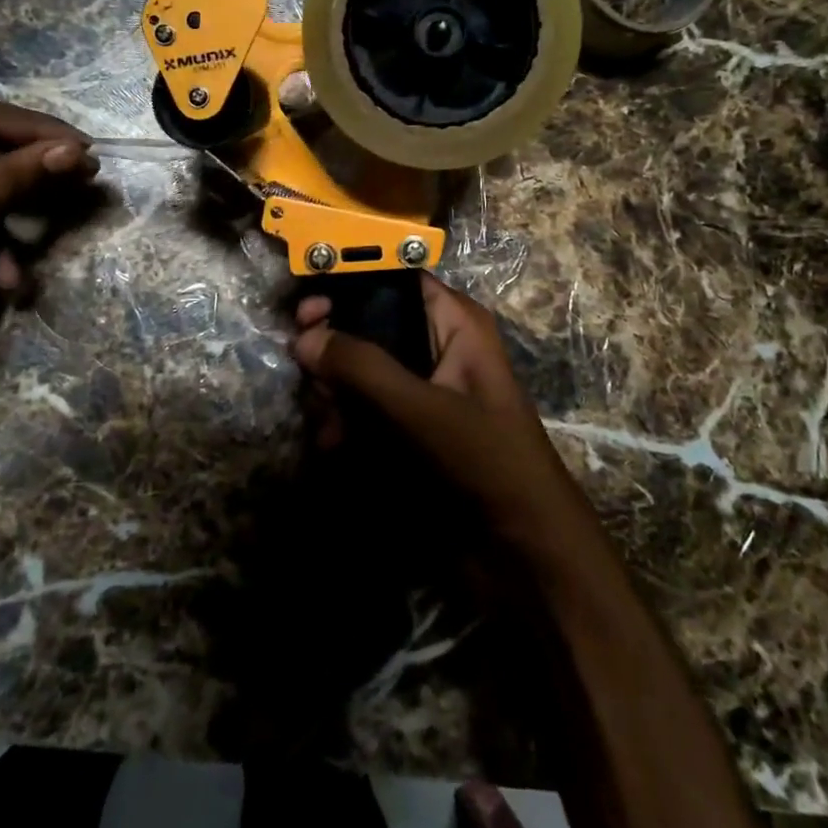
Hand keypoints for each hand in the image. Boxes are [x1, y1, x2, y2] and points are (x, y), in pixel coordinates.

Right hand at [289, 274, 586, 540]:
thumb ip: (361, 368)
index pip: (394, 279)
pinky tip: (334, 446)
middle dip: (336, 350)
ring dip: (335, 393)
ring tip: (328, 425)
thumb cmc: (485, 459)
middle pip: (369, 325)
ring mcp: (421, 388)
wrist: (523, 548)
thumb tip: (304, 337)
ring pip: (361, 370)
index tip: (307, 309)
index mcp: (455, 322)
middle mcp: (437, 345)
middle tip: (310, 374)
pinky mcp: (409, 426)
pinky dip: (345, 421)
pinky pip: (365, 407)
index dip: (349, 285)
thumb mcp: (422, 408)